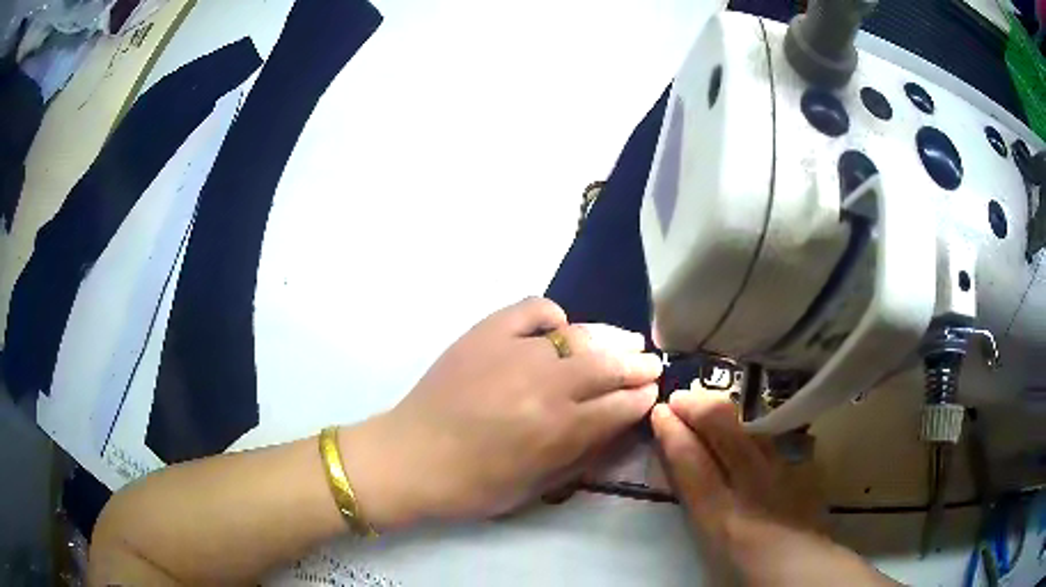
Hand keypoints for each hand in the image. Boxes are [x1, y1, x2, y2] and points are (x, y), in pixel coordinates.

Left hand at [341, 297, 662, 529]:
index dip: (641, 398)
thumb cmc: (472, 486)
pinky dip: (552, 316)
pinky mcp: (486, 333)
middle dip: (638, 366)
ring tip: (627, 341)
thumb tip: (616, 425)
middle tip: (651, 365)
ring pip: (579, 336)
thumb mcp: (536, 487)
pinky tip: (558, 328)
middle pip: (608, 366)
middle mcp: (544, 385)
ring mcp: (514, 352)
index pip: (619, 406)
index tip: (651, 393)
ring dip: (610, 339)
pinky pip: (532, 309)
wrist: (409, 457)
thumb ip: (581, 455)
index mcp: (557, 430)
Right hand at [652, 391, 897, 585]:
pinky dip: (749, 428)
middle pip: (723, 430)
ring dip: (724, 411)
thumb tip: (683, 468)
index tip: (659, 412)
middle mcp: (752, 485)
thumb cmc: (747, 567)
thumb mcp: (711, 542)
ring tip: (707, 403)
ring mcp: (779, 471)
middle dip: (697, 406)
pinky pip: (768, 439)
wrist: (802, 567)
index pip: (692, 463)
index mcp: (722, 515)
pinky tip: (744, 427)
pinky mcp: (797, 467)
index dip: (673, 434)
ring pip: (749, 427)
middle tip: (679, 397)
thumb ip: (699, 503)